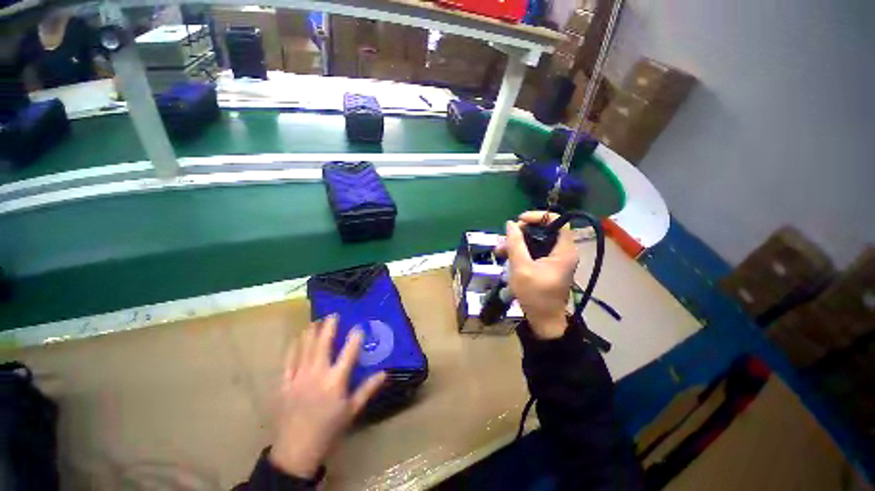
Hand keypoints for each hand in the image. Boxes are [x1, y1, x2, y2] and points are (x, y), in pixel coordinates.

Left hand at [270, 316, 385, 477]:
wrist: (296, 450)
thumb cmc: (329, 428)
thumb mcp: (352, 410)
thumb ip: (368, 389)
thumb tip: (385, 373)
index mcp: (335, 381)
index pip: (349, 352)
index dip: (355, 337)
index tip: (359, 326)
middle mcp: (317, 374)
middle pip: (323, 344)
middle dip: (328, 326)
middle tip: (333, 314)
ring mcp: (298, 377)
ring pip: (304, 348)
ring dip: (311, 332)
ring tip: (316, 321)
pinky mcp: (285, 383)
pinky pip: (288, 361)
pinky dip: (293, 348)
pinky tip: (297, 339)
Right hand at [497, 211, 578, 338]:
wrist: (543, 321)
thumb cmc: (535, 295)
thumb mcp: (521, 268)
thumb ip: (515, 244)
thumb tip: (510, 224)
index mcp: (564, 251)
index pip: (558, 221)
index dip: (539, 216)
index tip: (519, 221)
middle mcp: (562, 252)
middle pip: (544, 231)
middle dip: (522, 232)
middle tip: (505, 238)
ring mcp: (555, 260)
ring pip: (536, 242)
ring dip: (517, 243)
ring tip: (499, 249)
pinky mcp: (547, 266)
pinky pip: (534, 252)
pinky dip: (520, 252)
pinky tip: (505, 256)